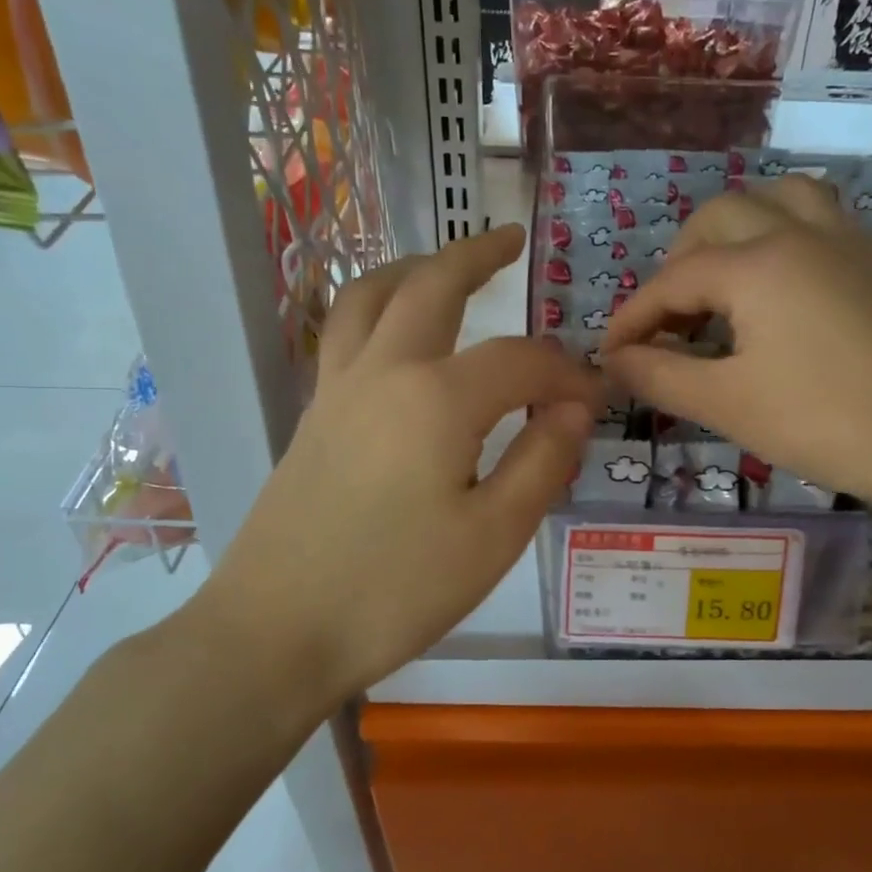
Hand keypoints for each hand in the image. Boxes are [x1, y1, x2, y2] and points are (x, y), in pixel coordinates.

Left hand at [204, 225, 602, 700]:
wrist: (276, 632)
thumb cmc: (395, 590)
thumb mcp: (494, 535)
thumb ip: (543, 460)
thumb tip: (573, 406)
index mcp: (436, 398)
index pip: (521, 362)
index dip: (566, 374)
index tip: (595, 399)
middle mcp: (382, 373)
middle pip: (430, 287)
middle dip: (475, 255)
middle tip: (511, 239)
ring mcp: (336, 391)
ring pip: (370, 298)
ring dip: (413, 268)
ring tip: (441, 263)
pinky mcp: (312, 418)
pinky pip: (345, 334)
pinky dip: (377, 308)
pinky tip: (396, 335)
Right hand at [602, 175, 871, 512]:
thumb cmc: (821, 421)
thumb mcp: (725, 403)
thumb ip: (659, 374)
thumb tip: (612, 361)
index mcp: (755, 264)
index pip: (672, 280)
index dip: (633, 317)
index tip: (610, 354)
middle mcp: (796, 232)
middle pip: (717, 218)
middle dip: (678, 263)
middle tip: (668, 320)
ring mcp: (842, 240)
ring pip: (775, 197)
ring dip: (734, 229)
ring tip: (721, 280)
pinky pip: (816, 216)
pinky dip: (780, 232)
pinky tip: (777, 283)